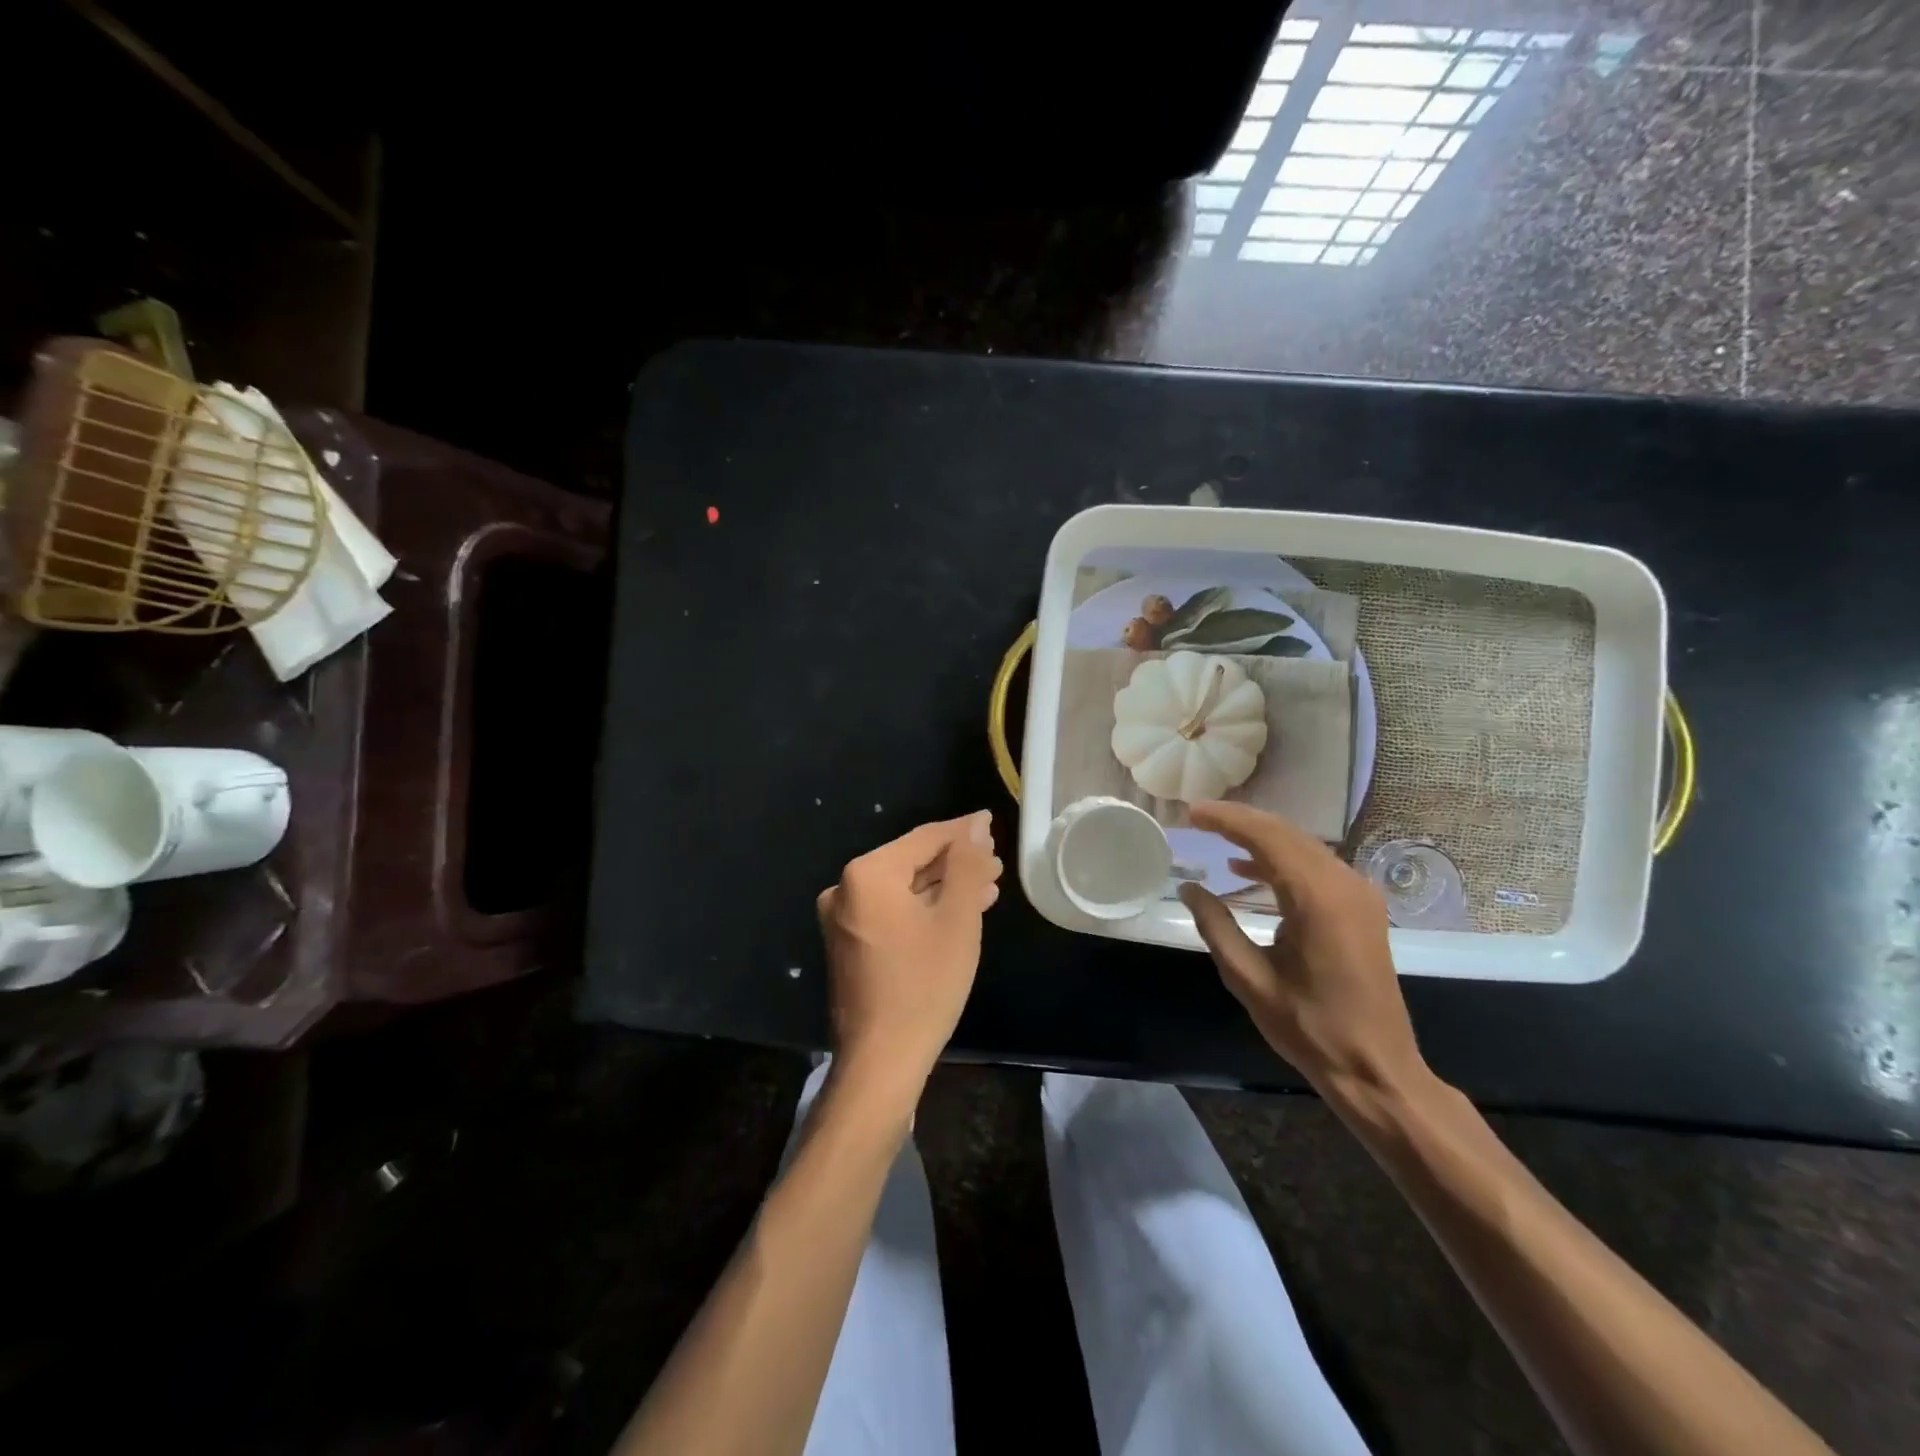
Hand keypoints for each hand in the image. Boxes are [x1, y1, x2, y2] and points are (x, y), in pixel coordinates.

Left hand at [817, 811, 1002, 1099]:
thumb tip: (975, 824)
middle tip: (995, 863)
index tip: (991, 825)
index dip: (962, 832)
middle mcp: (845, 888)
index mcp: (867, 874)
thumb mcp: (956, 919)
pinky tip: (956, 912)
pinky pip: (891, 911)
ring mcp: (843, 918)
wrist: (881, 1061)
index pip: (924, 838)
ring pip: (903, 888)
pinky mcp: (848, 942)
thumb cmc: (924, 985)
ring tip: (986, 887)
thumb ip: (966, 864)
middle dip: (955, 862)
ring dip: (943, 886)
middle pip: (911, 861)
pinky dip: (923, 908)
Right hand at [1177, 801, 1424, 1094]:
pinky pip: (1315, 866)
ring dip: (1260, 837)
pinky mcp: (1361, 908)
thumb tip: (1188, 888)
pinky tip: (1247, 870)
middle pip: (1286, 833)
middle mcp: (1343, 884)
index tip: (1192, 812)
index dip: (1226, 820)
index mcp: (1317, 898)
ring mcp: (1358, 894)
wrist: (1376, 1068)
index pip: (1266, 838)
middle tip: (1198, 817)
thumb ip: (1216, 926)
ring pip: (1302, 845)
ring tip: (1216, 835)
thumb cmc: (1309, 1027)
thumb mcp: (1248, 977)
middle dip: (1241, 821)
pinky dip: (1281, 859)